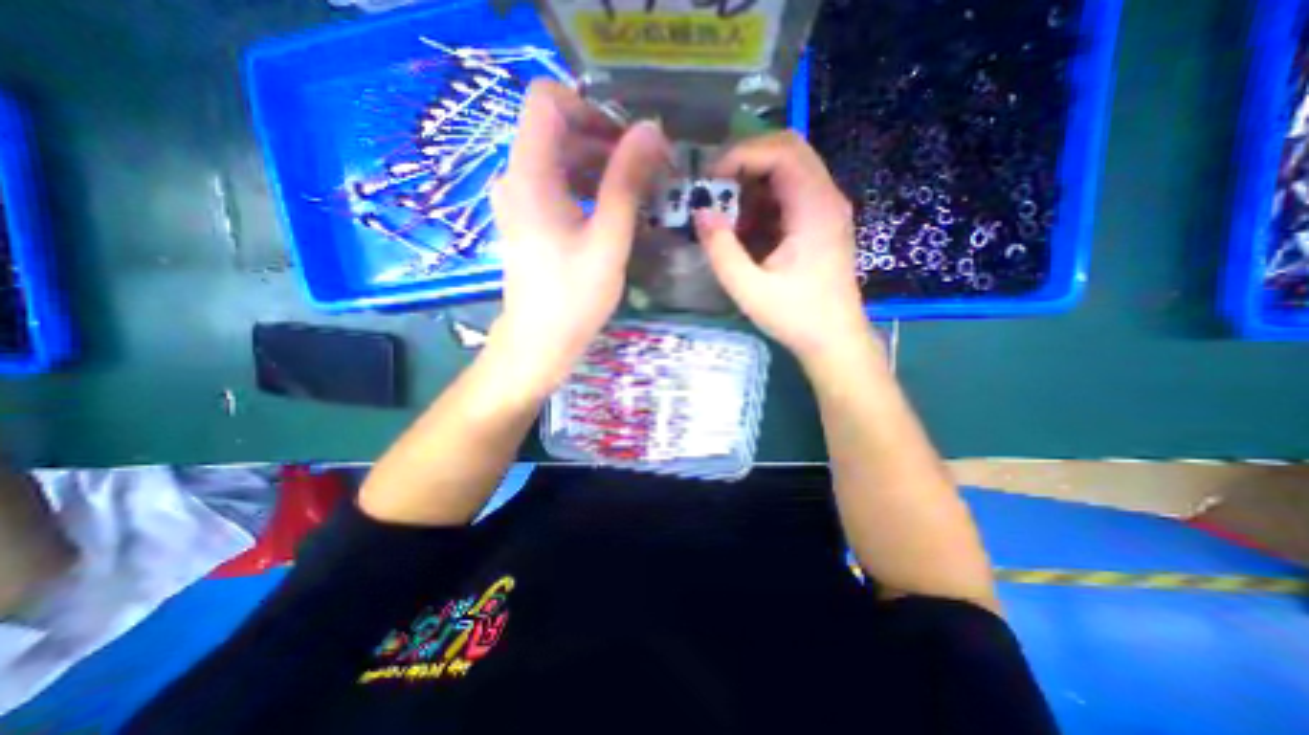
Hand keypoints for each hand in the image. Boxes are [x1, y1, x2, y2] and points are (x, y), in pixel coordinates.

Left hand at [491, 81, 675, 394]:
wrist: (540, 341)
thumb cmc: (574, 296)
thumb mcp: (608, 239)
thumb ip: (627, 181)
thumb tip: (651, 131)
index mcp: (529, 174)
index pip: (548, 100)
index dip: (591, 109)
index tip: (627, 143)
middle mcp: (516, 177)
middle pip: (559, 130)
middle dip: (605, 142)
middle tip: (646, 172)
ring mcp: (520, 199)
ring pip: (561, 158)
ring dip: (601, 167)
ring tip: (637, 194)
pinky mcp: (530, 219)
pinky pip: (559, 185)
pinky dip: (588, 188)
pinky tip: (614, 212)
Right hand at [689, 133, 872, 367]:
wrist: (834, 340)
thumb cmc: (796, 317)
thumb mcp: (750, 289)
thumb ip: (721, 250)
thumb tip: (700, 212)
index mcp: (814, 208)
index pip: (782, 151)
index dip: (741, 154)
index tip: (709, 179)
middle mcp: (826, 198)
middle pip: (787, 150)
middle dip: (745, 163)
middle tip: (714, 187)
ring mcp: (826, 209)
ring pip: (788, 171)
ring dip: (752, 185)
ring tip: (726, 214)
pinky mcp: (820, 223)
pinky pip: (789, 196)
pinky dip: (762, 203)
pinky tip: (745, 231)